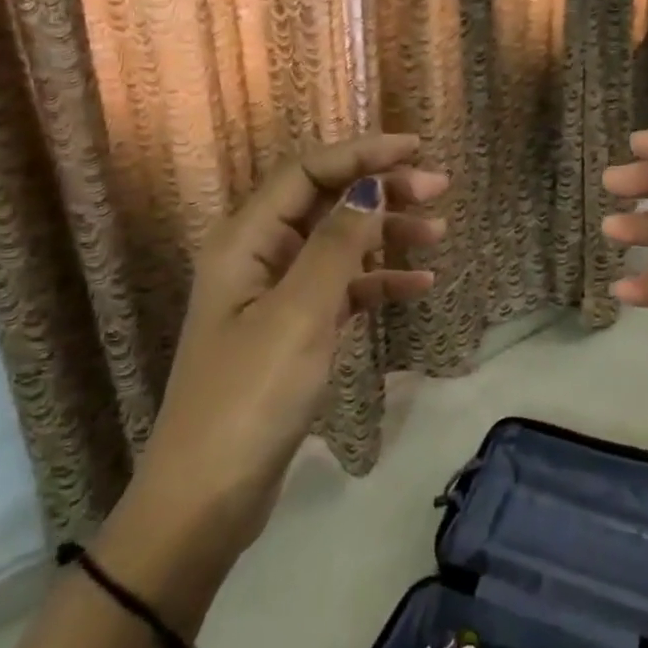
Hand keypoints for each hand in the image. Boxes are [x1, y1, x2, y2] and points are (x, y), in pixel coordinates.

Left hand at [131, 134, 449, 555]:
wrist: (208, 497)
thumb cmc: (251, 397)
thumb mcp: (300, 314)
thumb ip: (338, 245)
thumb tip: (370, 186)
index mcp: (246, 240)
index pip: (307, 172)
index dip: (361, 154)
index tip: (415, 150)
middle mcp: (258, 256)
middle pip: (325, 202)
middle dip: (380, 189)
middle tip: (439, 188)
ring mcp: (275, 295)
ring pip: (338, 244)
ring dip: (386, 233)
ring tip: (439, 232)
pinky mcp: (292, 330)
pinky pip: (342, 289)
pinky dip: (378, 282)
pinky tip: (419, 284)